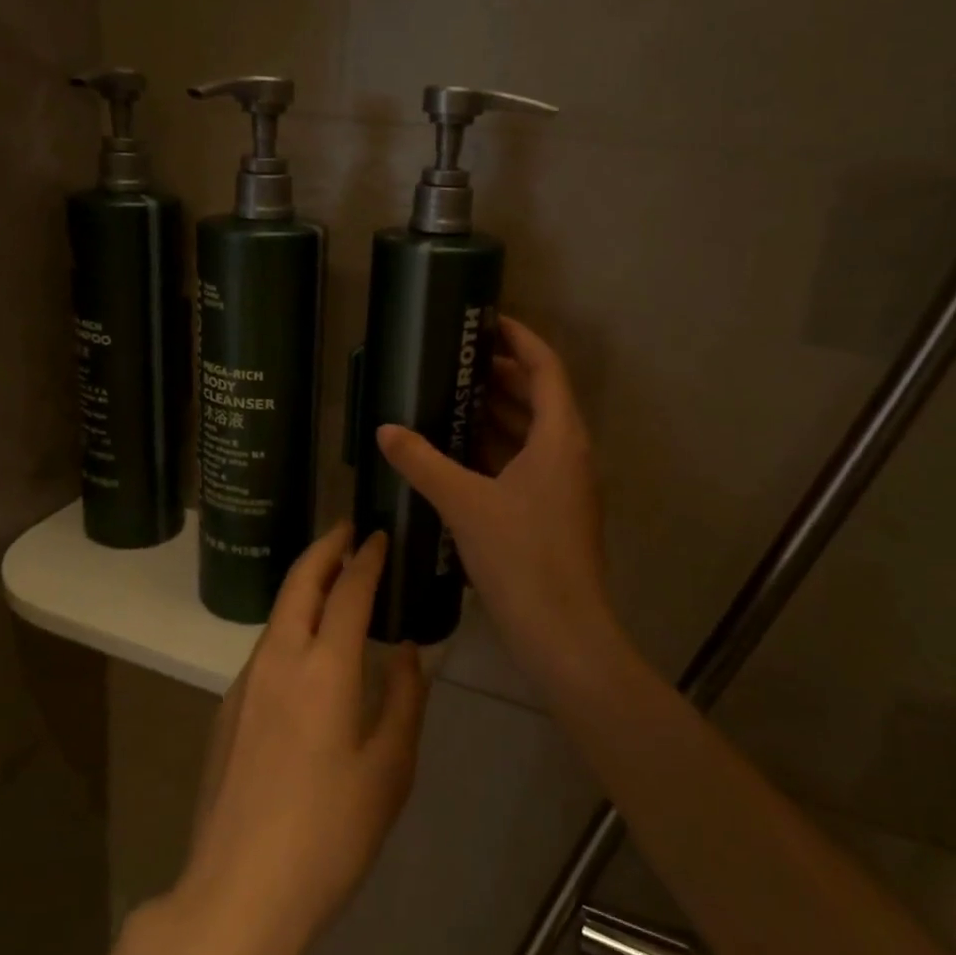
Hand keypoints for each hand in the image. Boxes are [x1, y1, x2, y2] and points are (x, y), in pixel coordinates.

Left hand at [169, 522, 427, 954]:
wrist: (237, 893)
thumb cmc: (329, 835)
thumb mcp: (389, 770)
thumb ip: (404, 699)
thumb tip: (405, 651)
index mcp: (323, 668)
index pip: (347, 591)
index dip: (366, 559)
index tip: (379, 536)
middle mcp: (278, 659)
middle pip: (299, 583)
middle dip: (324, 548)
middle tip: (346, 529)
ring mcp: (245, 683)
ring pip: (278, 613)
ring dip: (304, 584)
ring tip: (332, 578)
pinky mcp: (227, 709)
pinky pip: (266, 647)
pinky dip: (290, 624)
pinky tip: (306, 647)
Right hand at [377, 317, 617, 679]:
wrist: (563, 633)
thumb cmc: (521, 557)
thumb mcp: (464, 503)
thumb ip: (423, 462)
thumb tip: (385, 429)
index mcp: (561, 437)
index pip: (545, 367)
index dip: (519, 339)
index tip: (486, 321)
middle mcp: (570, 453)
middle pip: (540, 396)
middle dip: (501, 374)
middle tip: (456, 359)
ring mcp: (565, 485)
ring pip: (533, 432)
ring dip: (498, 412)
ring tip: (451, 396)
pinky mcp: (553, 511)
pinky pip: (526, 462)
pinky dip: (497, 448)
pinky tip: (459, 451)